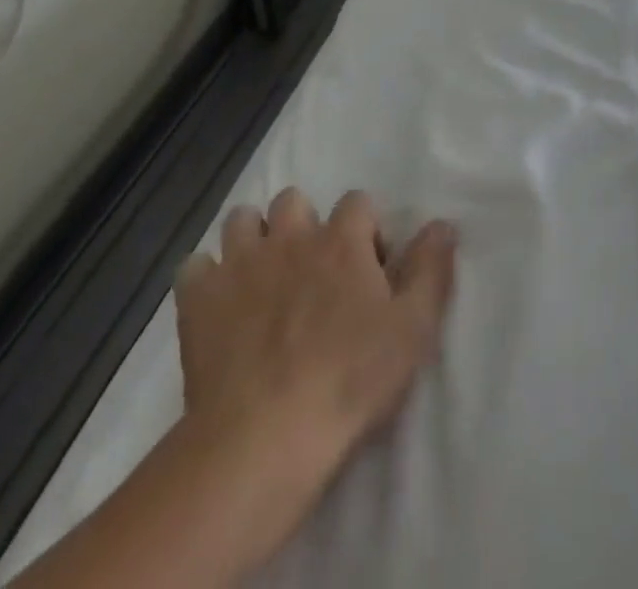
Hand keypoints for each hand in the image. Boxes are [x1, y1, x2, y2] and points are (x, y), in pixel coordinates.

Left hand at [172, 188, 456, 573]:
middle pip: (294, 200)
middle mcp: (290, 236)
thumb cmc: (349, 381)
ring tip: (261, 279)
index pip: (358, 202)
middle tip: (310, 272)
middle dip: (302, 226)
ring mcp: (240, 263)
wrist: (264, 437)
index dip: (365, 231)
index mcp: (342, 240)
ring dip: (252, 240)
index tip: (368, 271)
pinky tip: (217, 306)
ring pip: (242, 220)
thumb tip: (443, 223)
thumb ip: (431, 270)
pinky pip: (194, 266)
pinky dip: (205, 279)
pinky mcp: (199, 298)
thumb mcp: (412, 329)